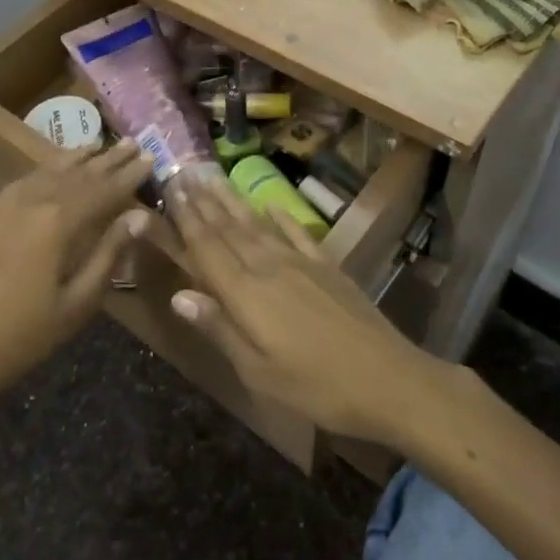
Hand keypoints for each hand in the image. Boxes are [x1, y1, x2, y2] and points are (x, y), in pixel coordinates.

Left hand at [0, 142, 154, 416]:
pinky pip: (21, 183)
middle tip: (133, 143)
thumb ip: (110, 253)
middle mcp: (30, 201)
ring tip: (97, 145)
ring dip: (76, 158)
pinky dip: (44, 172)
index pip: (104, 190)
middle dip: (107, 159)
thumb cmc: (27, 335)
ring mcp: (1, 205)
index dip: (129, 175)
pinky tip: (52, 171)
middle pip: (77, 173)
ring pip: (46, 171)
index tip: (151, 157)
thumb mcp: (79, 302)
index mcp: (58, 222)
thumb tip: (139, 216)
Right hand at [160, 174, 435, 443]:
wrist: (389, 380)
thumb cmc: (316, 386)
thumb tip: (178, 294)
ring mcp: (300, 262)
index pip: (207, 247)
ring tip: (213, 176)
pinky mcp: (326, 266)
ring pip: (256, 223)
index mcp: (246, 293)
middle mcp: (268, 266)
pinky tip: (269, 203)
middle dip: (202, 201)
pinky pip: (296, 232)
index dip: (186, 218)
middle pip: (228, 228)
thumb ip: (218, 328)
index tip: (170, 188)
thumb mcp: (258, 371)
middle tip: (182, 172)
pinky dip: (280, 216)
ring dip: (231, 200)